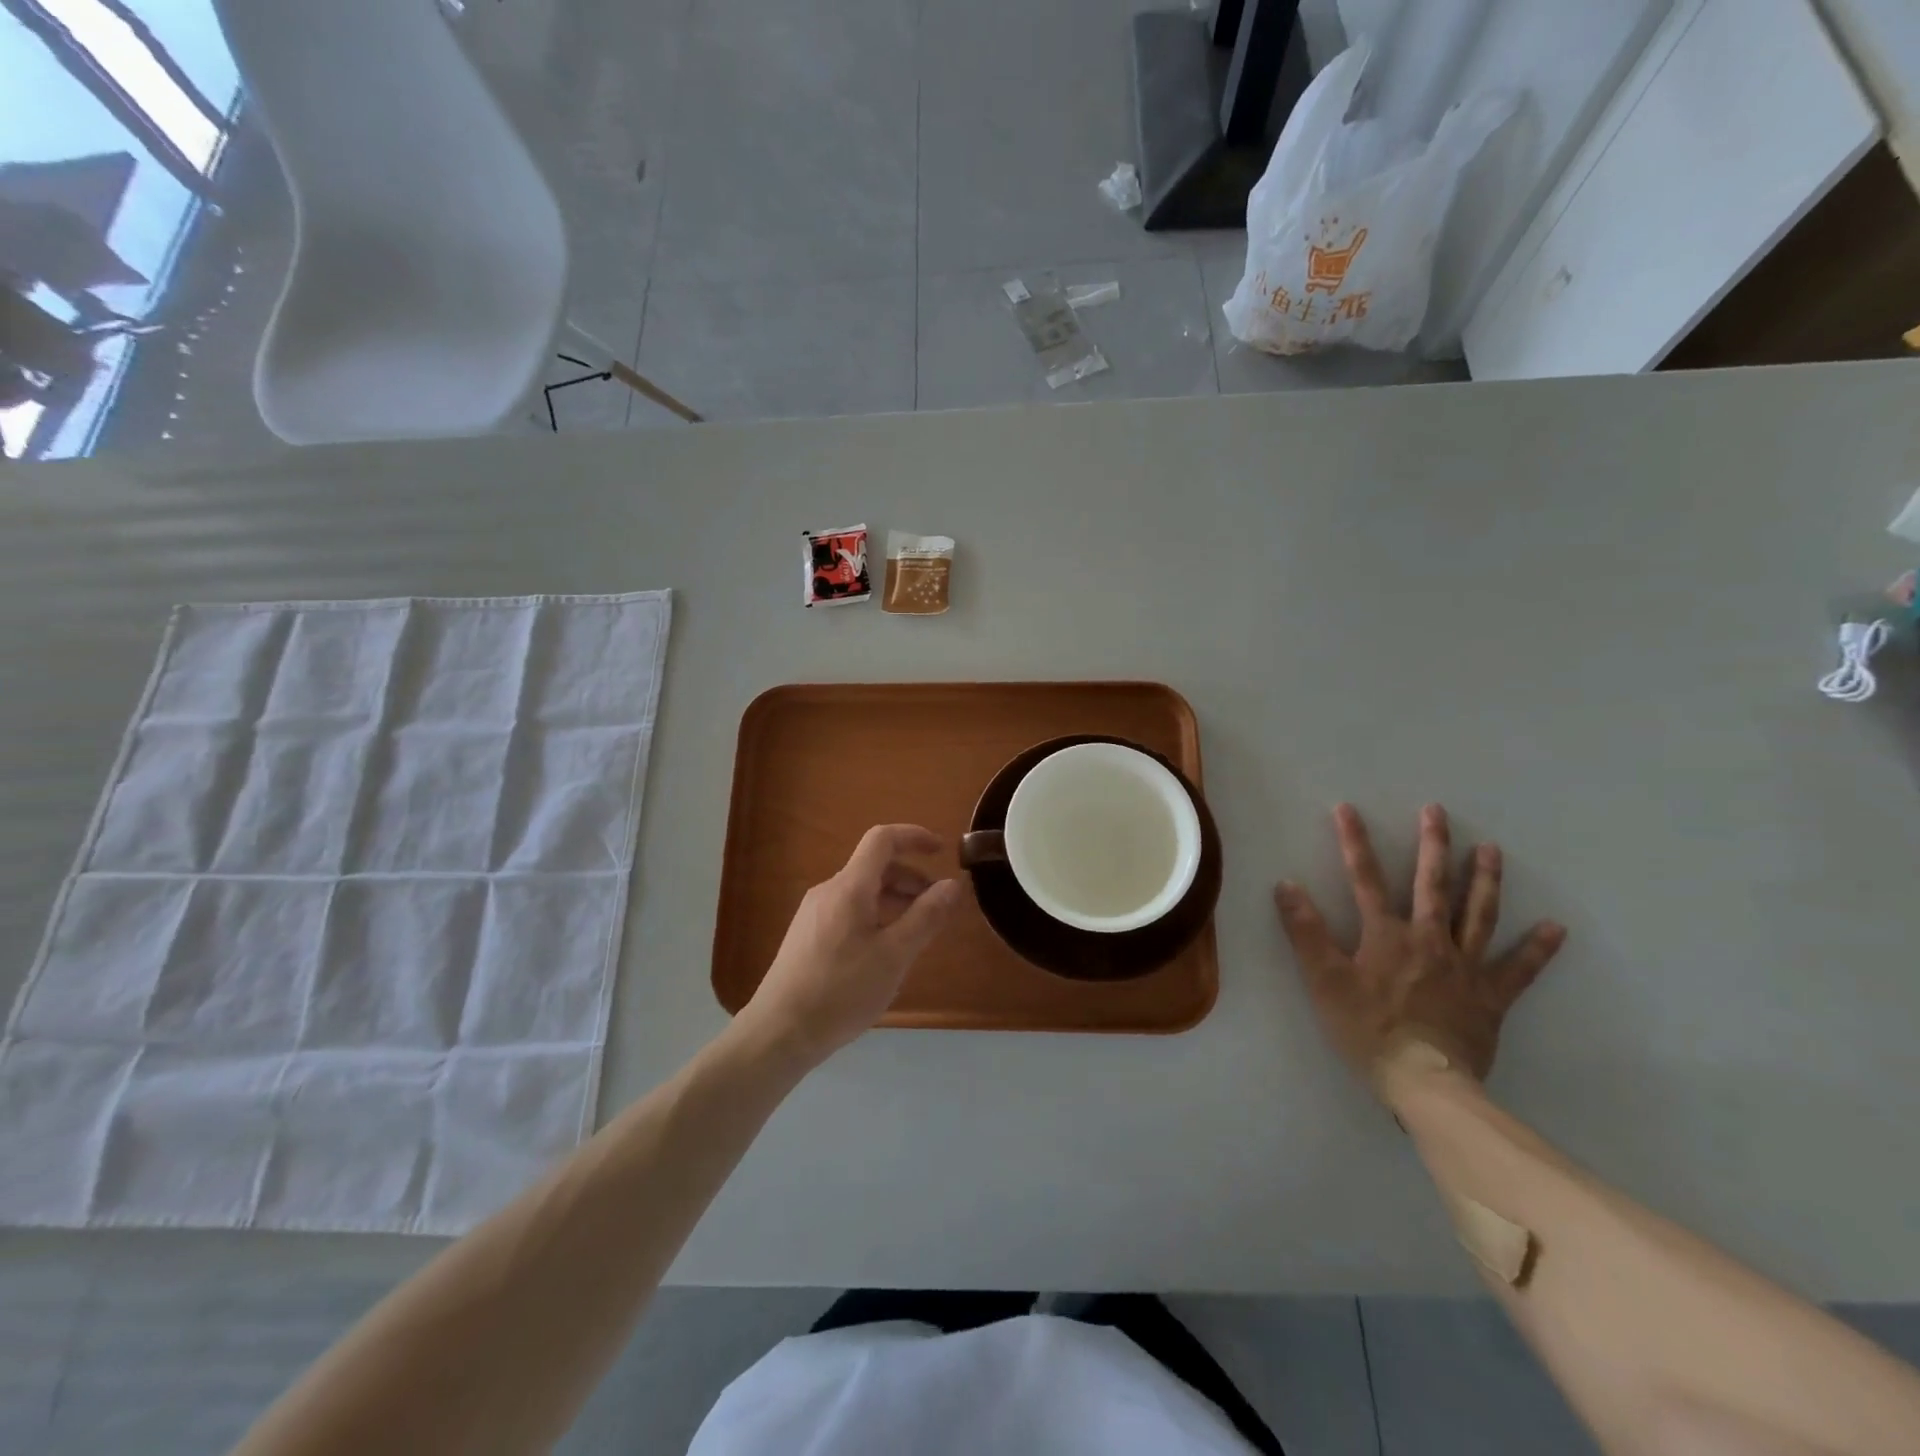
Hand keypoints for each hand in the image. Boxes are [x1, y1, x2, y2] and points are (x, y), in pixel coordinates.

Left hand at [738, 825, 963, 1068]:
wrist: (778, 1032)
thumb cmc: (841, 991)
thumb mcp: (894, 956)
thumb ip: (925, 917)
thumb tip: (952, 885)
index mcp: (849, 887)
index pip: (882, 840)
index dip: (914, 836)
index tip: (942, 852)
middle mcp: (828, 891)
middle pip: (874, 867)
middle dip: (910, 878)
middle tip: (936, 906)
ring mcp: (813, 913)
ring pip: (862, 891)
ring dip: (894, 900)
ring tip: (916, 932)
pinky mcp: (806, 935)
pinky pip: (848, 910)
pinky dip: (875, 915)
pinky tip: (884, 951)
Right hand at [1274, 803, 1565, 1088]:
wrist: (1424, 1081)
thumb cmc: (1367, 1029)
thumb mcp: (1324, 979)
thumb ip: (1305, 931)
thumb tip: (1286, 885)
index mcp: (1387, 934)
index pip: (1365, 878)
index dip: (1354, 841)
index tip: (1347, 809)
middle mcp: (1430, 940)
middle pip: (1432, 885)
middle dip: (1433, 845)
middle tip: (1437, 811)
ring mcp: (1466, 966)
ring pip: (1478, 914)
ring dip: (1484, 879)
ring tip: (1491, 850)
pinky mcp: (1491, 997)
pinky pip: (1519, 968)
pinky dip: (1537, 948)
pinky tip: (1555, 928)